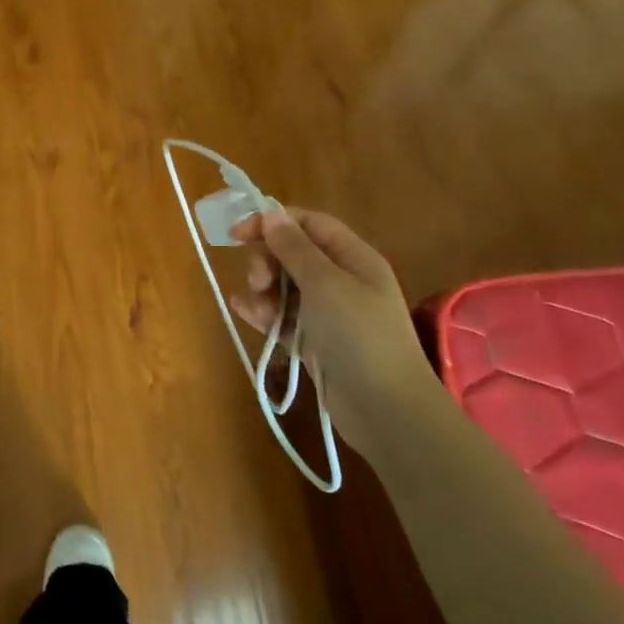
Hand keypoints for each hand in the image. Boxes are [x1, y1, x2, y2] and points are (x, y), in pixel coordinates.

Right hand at [229, 208, 429, 393]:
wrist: (386, 409)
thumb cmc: (359, 336)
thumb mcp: (325, 284)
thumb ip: (294, 248)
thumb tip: (271, 214)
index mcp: (353, 258)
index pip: (309, 224)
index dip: (273, 222)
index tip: (237, 234)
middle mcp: (342, 280)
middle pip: (294, 254)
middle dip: (268, 260)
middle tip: (257, 280)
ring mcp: (329, 314)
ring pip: (285, 287)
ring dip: (264, 289)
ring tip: (255, 305)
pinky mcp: (316, 342)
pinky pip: (284, 318)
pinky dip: (264, 312)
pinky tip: (242, 310)